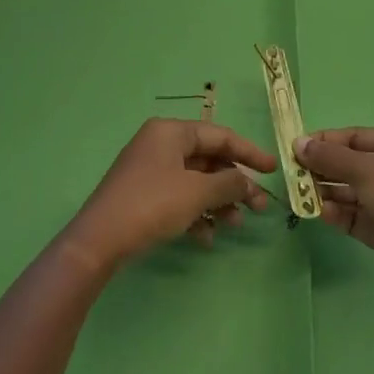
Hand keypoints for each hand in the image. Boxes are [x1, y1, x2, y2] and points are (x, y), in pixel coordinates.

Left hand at [62, 118, 276, 271]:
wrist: (99, 241)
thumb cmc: (152, 204)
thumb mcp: (197, 193)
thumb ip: (229, 183)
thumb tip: (247, 182)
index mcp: (171, 132)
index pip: (220, 135)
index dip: (249, 152)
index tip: (273, 169)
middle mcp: (160, 145)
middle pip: (209, 160)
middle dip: (234, 184)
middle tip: (258, 207)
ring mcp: (150, 171)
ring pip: (196, 182)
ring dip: (218, 202)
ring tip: (234, 225)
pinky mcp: (143, 196)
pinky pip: (179, 198)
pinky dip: (196, 214)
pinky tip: (205, 238)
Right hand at [295, 128, 373, 294]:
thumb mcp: (368, 169)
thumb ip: (331, 157)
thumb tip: (299, 143)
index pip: (356, 138)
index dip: (326, 141)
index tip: (296, 148)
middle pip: (351, 166)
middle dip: (322, 169)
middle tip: (292, 175)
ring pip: (351, 194)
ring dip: (326, 193)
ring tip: (300, 195)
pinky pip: (355, 218)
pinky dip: (337, 215)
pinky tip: (320, 214)